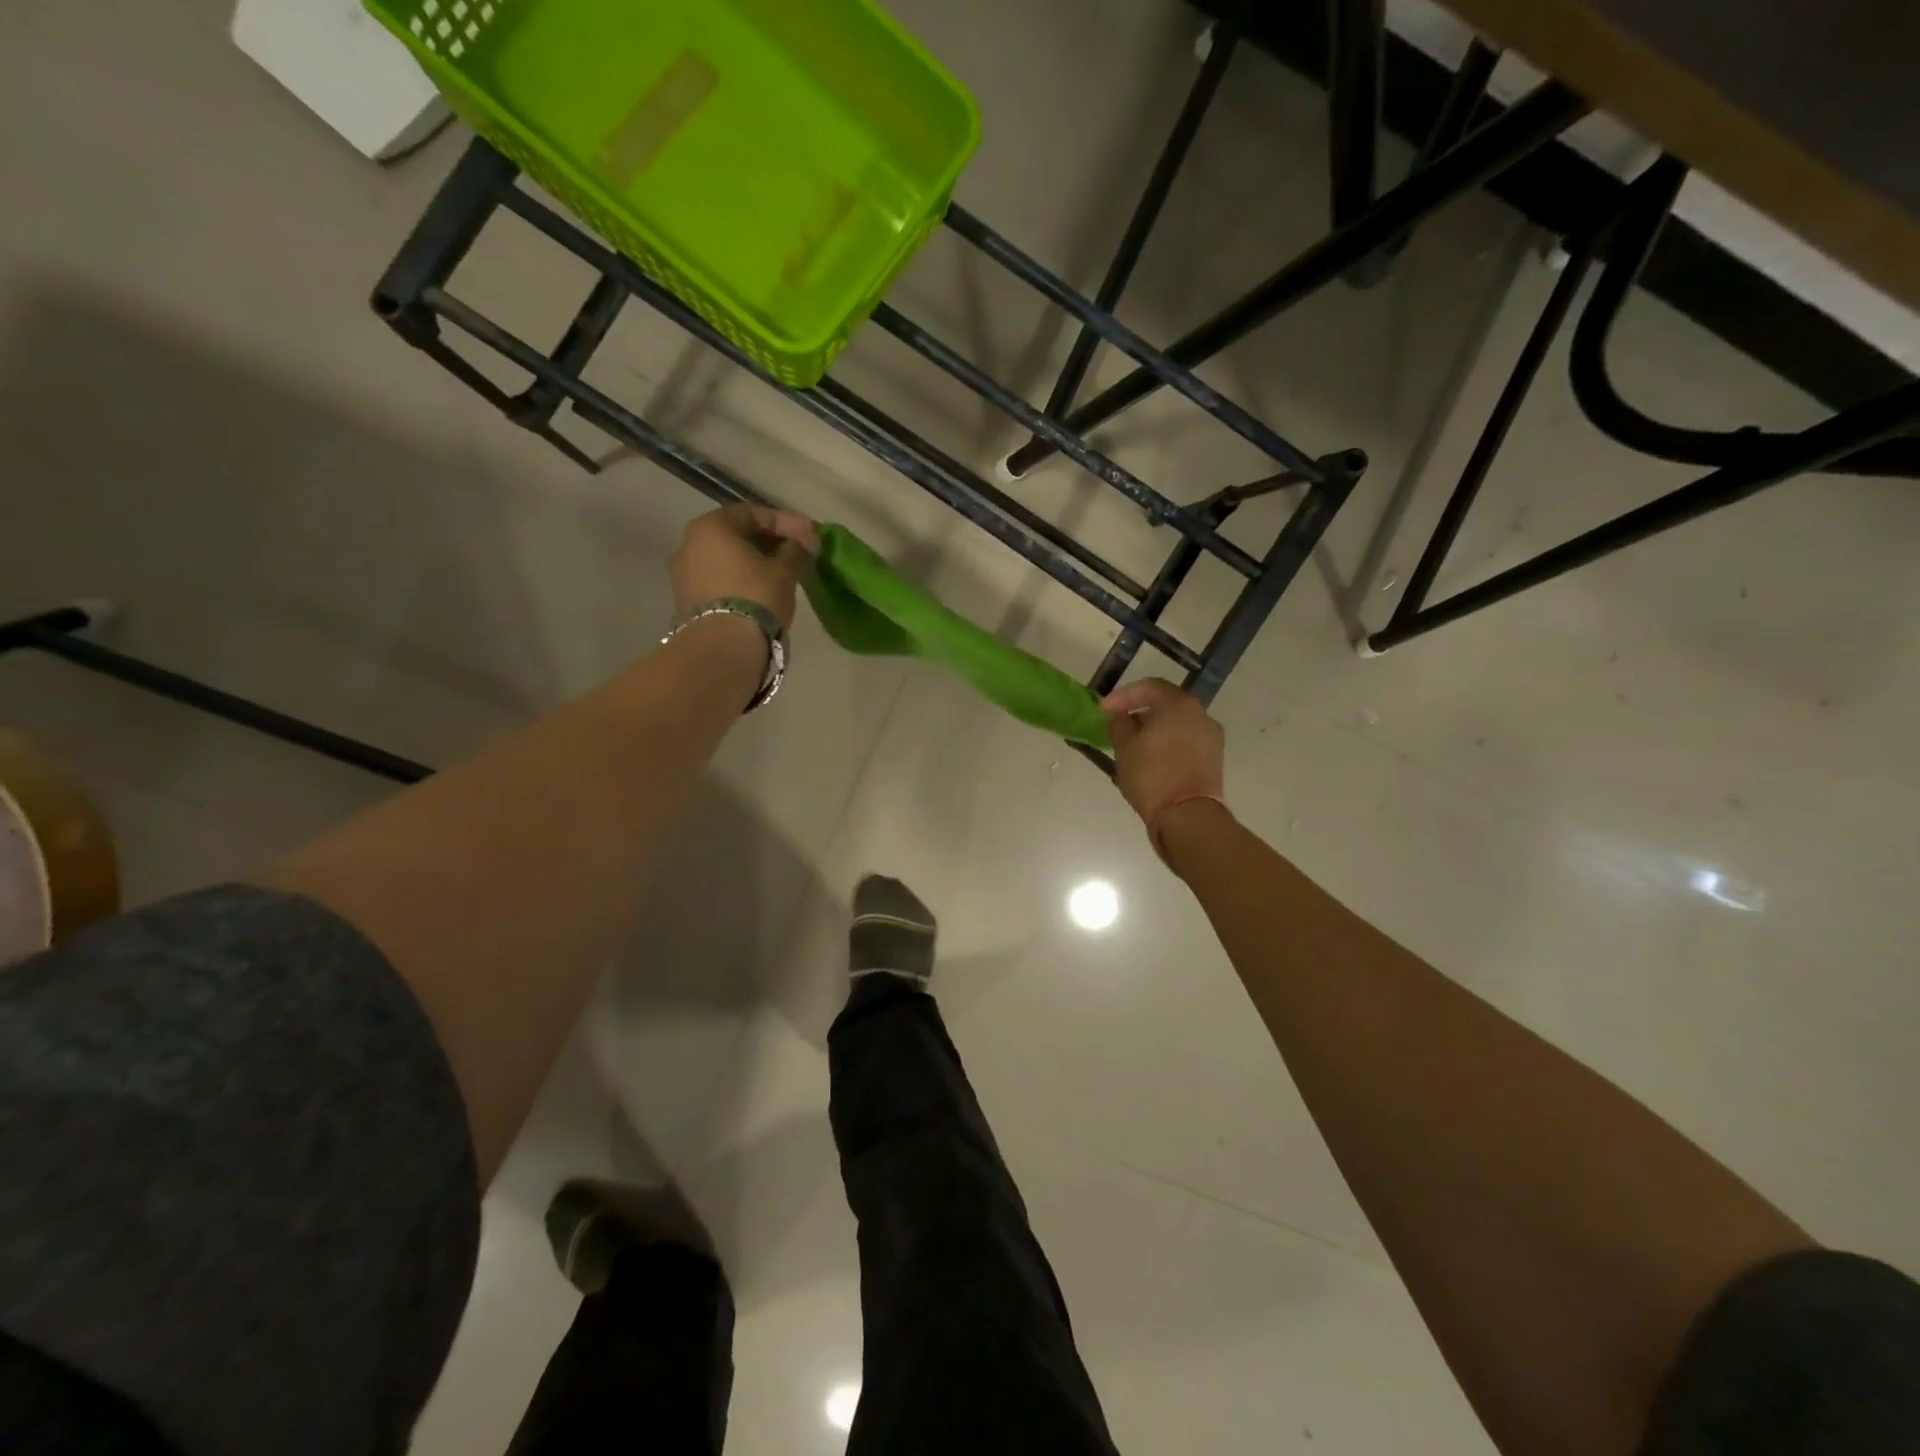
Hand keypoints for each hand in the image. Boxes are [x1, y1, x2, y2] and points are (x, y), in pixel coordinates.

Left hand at [671, 505, 818, 630]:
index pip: (753, 513)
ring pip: (727, 559)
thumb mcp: (785, 570)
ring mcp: (684, 574)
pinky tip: (762, 593)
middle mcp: (689, 543)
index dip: (785, 522)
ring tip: (782, 576)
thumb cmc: (756, 596)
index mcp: (711, 526)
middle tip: (797, 554)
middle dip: (769, 542)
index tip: (810, 535)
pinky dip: (741, 581)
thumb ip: (798, 550)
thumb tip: (808, 538)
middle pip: (736, 535)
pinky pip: (720, 581)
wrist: (723, 648)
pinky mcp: (687, 601)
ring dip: (755, 563)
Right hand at [1102, 678, 1226, 849]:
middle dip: (1140, 712)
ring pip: (1177, 724)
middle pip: (1166, 704)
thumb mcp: (1124, 748)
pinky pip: (1186, 742)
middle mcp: (1200, 714)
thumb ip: (1119, 724)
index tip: (1103, 711)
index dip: (1123, 696)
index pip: (1148, 687)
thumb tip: (1120, 716)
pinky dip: (1168, 743)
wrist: (1188, 817)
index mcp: (1178, 705)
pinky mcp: (1213, 759)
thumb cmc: (1152, 776)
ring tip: (1133, 744)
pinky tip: (1151, 759)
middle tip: (1118, 724)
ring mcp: (1211, 737)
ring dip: (1155, 729)